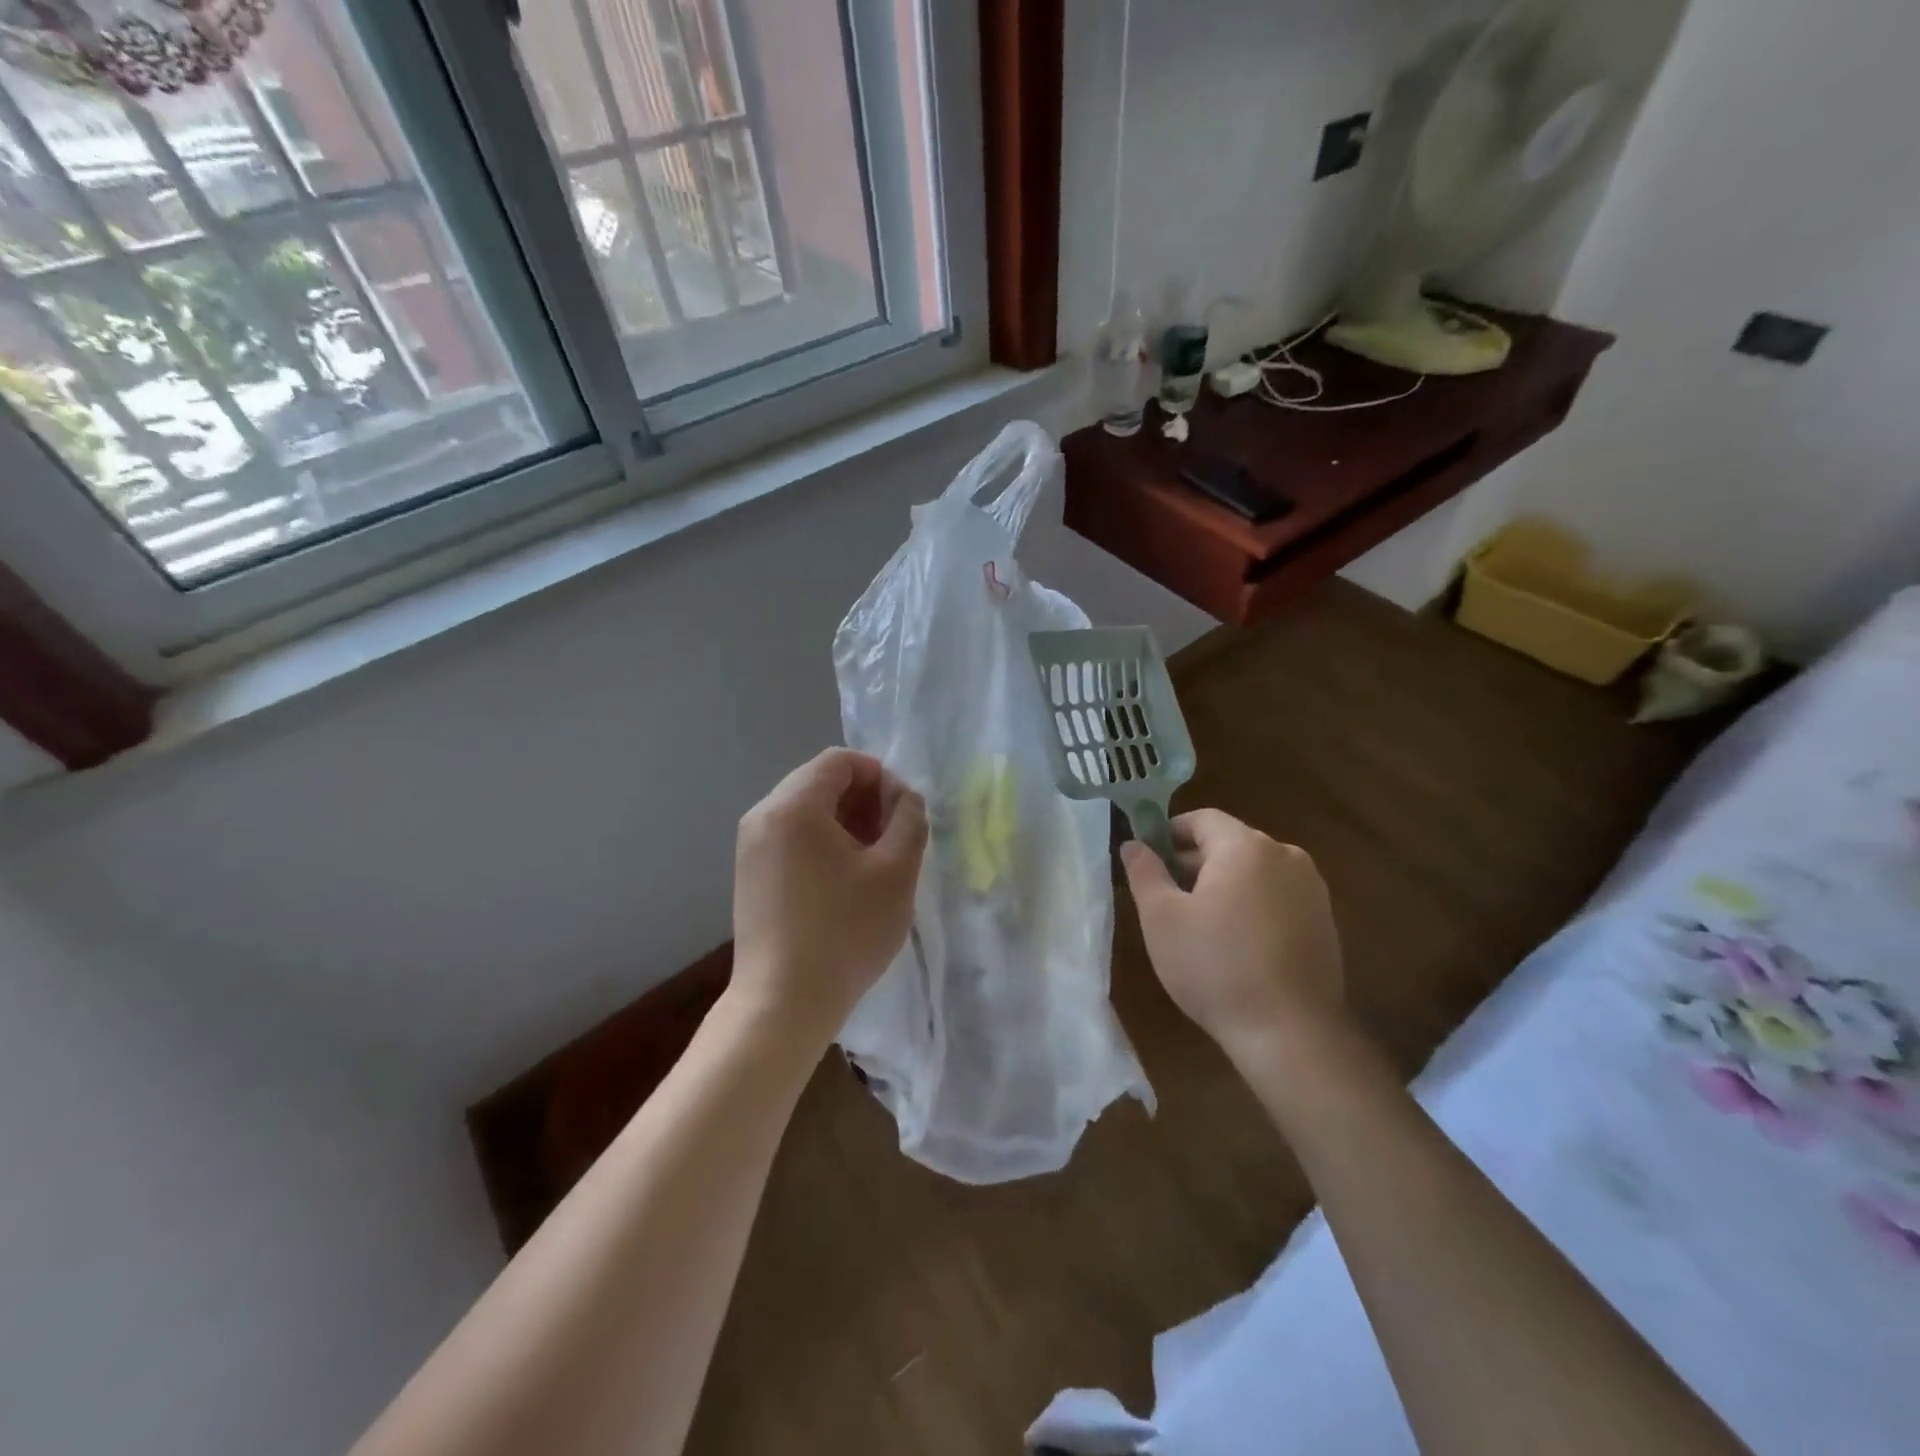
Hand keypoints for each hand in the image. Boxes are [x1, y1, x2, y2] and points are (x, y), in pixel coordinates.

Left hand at [731, 748, 927, 1050]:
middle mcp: (763, 816)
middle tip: (895, 838)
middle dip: (864, 800)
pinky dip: (823, 843)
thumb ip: (909, 819)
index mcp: (793, 805)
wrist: (783, 1004)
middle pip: (820, 782)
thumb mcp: (896, 871)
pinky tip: (845, 881)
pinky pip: (792, 837)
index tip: (904, 813)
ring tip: (875, 862)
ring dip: (846, 823)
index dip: (880, 776)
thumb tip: (904, 797)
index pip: (841, 761)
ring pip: (807, 811)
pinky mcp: (750, 874)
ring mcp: (751, 847)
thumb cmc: (845, 932)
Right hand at [1122, 809, 1347, 1067]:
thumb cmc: (1215, 967)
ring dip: (1224, 884)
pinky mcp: (1325, 920)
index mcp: (1246, 847)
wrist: (1291, 1034)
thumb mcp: (1162, 918)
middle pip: (1230, 843)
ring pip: (1254, 871)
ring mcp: (1312, 888)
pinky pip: (1277, 895)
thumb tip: (1133, 844)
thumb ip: (1144, 872)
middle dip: (1195, 862)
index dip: (1170, 833)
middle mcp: (1286, 855)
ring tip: (1200, 924)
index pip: (1202, 819)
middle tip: (1167, 898)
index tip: (1149, 861)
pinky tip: (1237, 944)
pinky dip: (1252, 905)